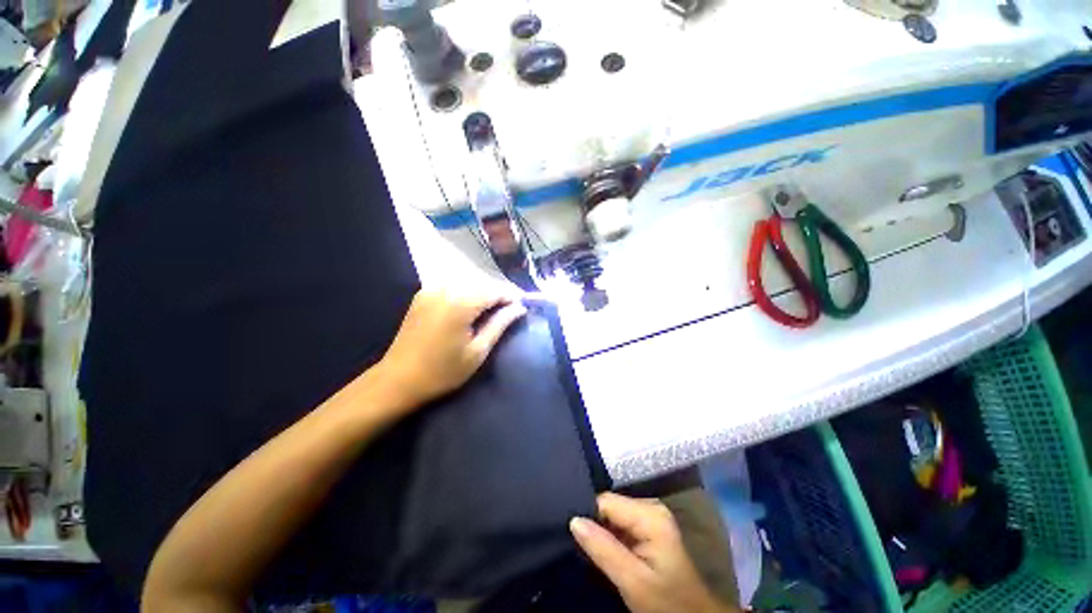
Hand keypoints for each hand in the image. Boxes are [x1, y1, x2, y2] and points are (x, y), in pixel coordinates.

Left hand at [371, 288, 526, 411]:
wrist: (398, 380)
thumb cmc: (442, 372)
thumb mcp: (478, 351)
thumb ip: (500, 324)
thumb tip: (519, 308)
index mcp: (460, 303)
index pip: (495, 290)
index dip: (512, 296)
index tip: (524, 306)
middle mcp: (445, 288)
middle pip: (482, 282)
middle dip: (499, 293)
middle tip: (512, 309)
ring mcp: (431, 290)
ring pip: (468, 282)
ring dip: (484, 292)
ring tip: (496, 308)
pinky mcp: (423, 295)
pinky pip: (453, 286)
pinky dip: (467, 292)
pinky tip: (473, 306)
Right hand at [570, 493, 732, 612]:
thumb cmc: (666, 603)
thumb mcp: (632, 581)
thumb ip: (603, 549)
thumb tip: (574, 520)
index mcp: (650, 514)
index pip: (605, 501)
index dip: (589, 517)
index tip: (575, 538)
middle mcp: (650, 507)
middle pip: (609, 506)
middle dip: (595, 525)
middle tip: (583, 548)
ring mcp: (651, 516)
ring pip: (613, 515)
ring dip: (602, 532)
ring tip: (593, 551)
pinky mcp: (649, 527)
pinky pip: (621, 523)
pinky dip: (611, 537)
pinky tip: (607, 551)